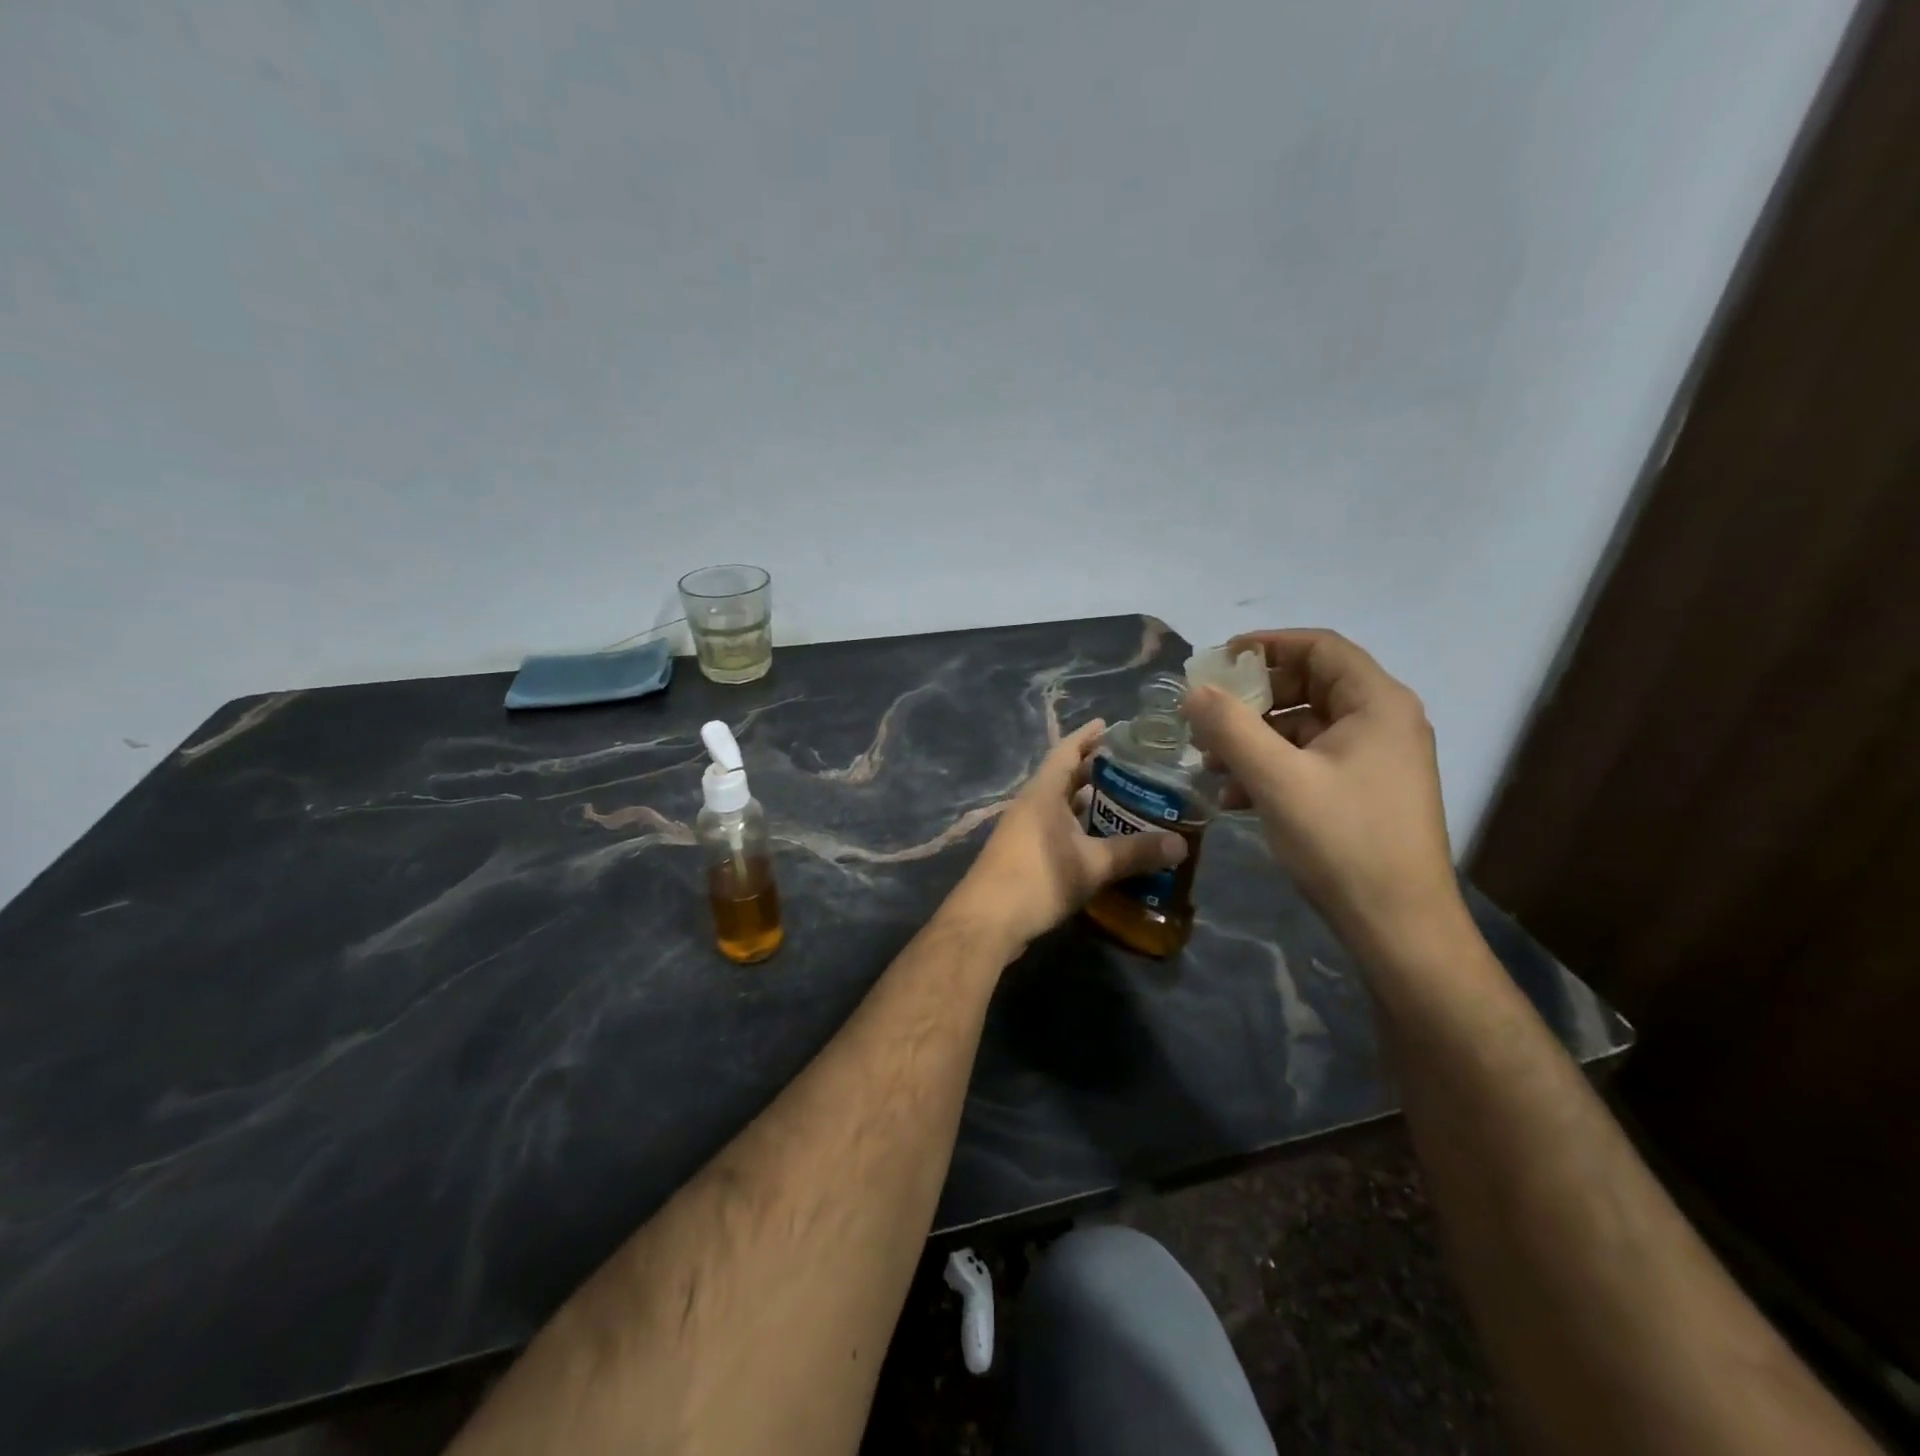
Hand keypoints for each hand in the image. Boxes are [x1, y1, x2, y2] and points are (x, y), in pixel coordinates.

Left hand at [947, 720, 1187, 952]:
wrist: (987, 921)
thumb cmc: (1038, 879)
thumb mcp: (1092, 865)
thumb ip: (1135, 852)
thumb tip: (1181, 845)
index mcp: (1043, 793)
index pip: (1066, 751)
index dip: (1088, 736)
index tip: (1111, 725)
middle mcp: (1031, 805)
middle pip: (1065, 778)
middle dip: (1095, 771)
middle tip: (1133, 768)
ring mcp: (1024, 830)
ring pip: (1061, 806)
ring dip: (1088, 803)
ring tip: (1126, 801)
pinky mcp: (1024, 855)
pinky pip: (1057, 829)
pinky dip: (1080, 828)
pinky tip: (1102, 841)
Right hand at [1182, 629, 1462, 960]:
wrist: (1398, 925)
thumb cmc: (1341, 841)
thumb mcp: (1276, 779)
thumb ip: (1230, 727)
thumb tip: (1194, 691)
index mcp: (1376, 704)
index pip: (1320, 647)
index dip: (1266, 645)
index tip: (1218, 661)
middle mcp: (1383, 722)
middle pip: (1309, 687)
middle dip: (1252, 701)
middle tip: (1207, 718)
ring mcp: (1377, 760)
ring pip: (1305, 728)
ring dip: (1255, 739)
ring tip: (1211, 763)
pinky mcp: (1365, 792)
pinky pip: (1311, 761)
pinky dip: (1272, 768)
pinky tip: (1236, 797)